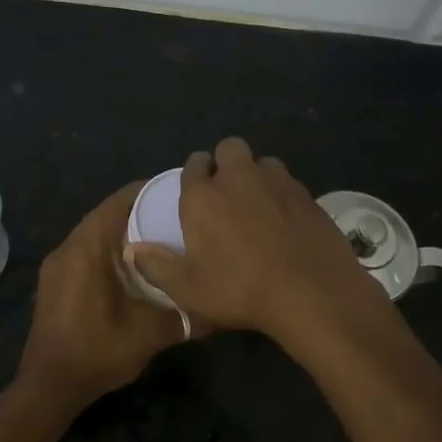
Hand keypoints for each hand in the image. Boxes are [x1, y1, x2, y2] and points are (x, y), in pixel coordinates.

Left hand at [17, 182, 188, 410]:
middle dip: (141, 213)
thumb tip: (217, 308)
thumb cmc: (98, 351)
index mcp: (88, 248)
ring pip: (94, 234)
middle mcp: (68, 247)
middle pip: (106, 214)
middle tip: (176, 219)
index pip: (120, 201)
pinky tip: (133, 270)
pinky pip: (85, 252)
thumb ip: (185, 316)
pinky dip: (109, 251)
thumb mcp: (150, 334)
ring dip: (123, 234)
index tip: (180, 195)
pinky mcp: (54, 282)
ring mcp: (57, 265)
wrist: (49, 386)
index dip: (150, 192)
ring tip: (160, 242)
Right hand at [124, 136, 384, 345]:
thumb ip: (156, 266)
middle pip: (230, 148)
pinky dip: (282, 193)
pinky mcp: (307, 194)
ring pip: (263, 161)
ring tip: (258, 204)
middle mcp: (239, 178)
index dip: (195, 173)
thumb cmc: (240, 292)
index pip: (194, 164)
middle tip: (227, 193)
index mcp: (203, 196)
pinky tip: (285, 221)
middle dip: (226, 162)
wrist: (311, 293)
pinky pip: (289, 182)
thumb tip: (130, 250)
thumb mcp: (188, 290)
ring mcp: (278, 182)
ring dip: (257, 174)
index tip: (197, 191)